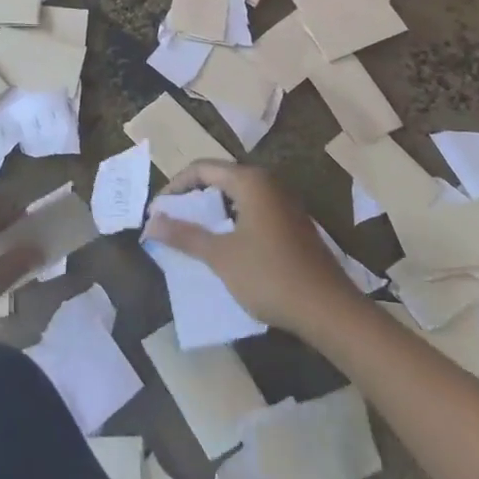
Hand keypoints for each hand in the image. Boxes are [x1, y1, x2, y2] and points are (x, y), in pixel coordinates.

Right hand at [145, 161, 357, 337]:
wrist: (328, 310)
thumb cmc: (270, 275)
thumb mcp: (220, 256)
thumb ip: (184, 235)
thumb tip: (150, 223)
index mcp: (250, 181)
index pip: (202, 168)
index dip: (175, 186)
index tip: (157, 209)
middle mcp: (268, 182)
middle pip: (221, 178)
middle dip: (193, 197)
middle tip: (171, 219)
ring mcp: (284, 202)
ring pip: (238, 196)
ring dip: (213, 211)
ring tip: (192, 233)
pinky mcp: (293, 223)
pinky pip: (253, 210)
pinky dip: (232, 221)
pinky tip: (224, 246)